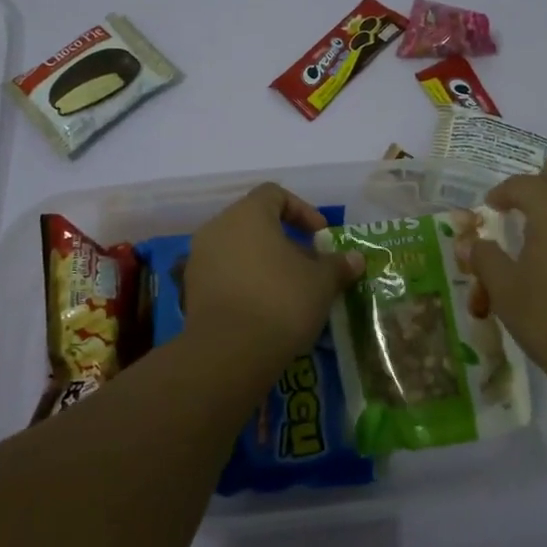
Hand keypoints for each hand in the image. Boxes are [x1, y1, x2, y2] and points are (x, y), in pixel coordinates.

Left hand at [184, 184, 363, 370]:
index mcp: (248, 213)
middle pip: (254, 222)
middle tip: (308, 264)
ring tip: (289, 288)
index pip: (275, 194)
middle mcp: (218, 227)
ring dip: (264, 262)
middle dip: (284, 240)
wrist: (230, 352)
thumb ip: (338, 265)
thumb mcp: (321, 282)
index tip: (321, 236)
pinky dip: (245, 282)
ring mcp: (199, 258)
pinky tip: (264, 307)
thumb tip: (355, 259)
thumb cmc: (281, 300)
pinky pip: (224, 274)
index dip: (302, 210)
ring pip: (238, 249)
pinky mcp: (191, 290)